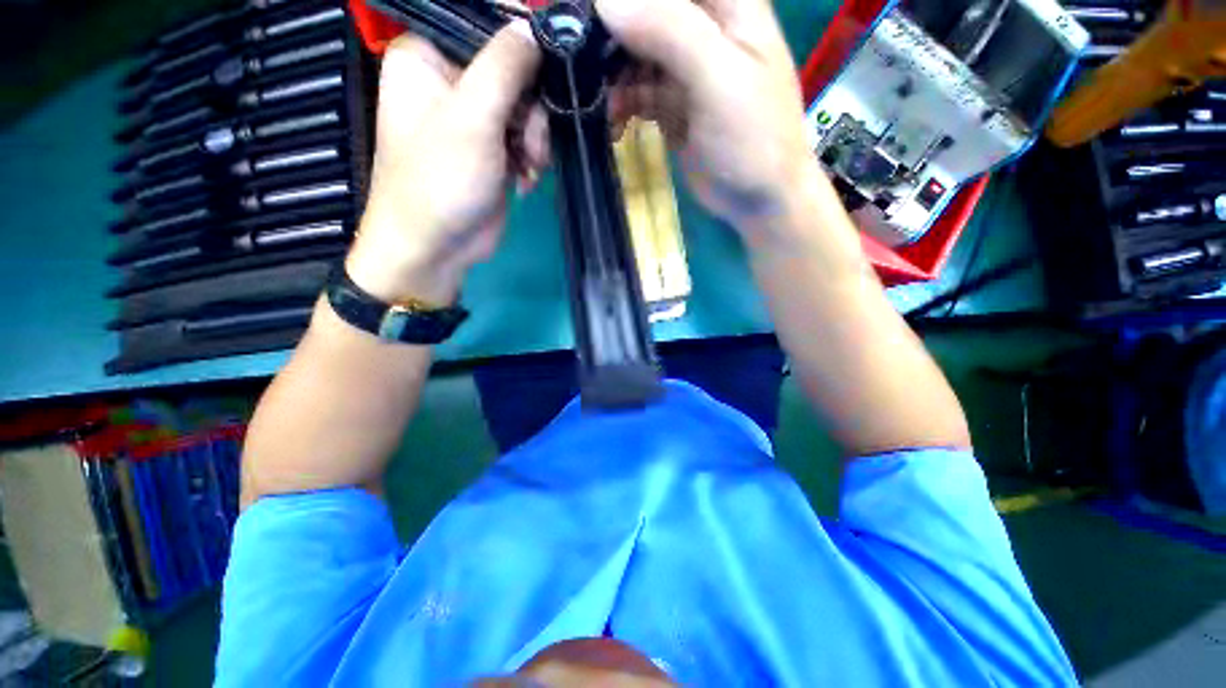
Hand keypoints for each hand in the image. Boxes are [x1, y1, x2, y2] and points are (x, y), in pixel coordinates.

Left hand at [346, 22, 543, 305]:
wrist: (437, 247)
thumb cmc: (441, 180)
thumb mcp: (472, 117)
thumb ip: (505, 65)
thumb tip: (535, 26)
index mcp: (427, 54)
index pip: (484, 22)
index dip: (522, 39)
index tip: (550, 65)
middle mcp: (450, 79)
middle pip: (514, 68)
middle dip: (532, 109)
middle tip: (531, 142)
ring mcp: (474, 118)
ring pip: (527, 106)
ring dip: (536, 138)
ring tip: (529, 166)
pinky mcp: (493, 149)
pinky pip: (526, 137)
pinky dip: (532, 158)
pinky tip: (524, 179)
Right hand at [599, 0, 825, 246]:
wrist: (759, 199)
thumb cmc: (753, 138)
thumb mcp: (718, 78)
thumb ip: (669, 30)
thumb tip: (605, 1)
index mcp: (725, 3)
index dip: (623, 1)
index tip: (591, 19)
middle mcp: (702, 26)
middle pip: (643, 12)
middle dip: (609, 36)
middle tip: (582, 69)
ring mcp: (685, 67)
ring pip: (633, 52)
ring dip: (611, 77)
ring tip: (601, 108)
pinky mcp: (672, 103)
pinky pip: (636, 91)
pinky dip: (621, 105)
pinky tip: (614, 125)